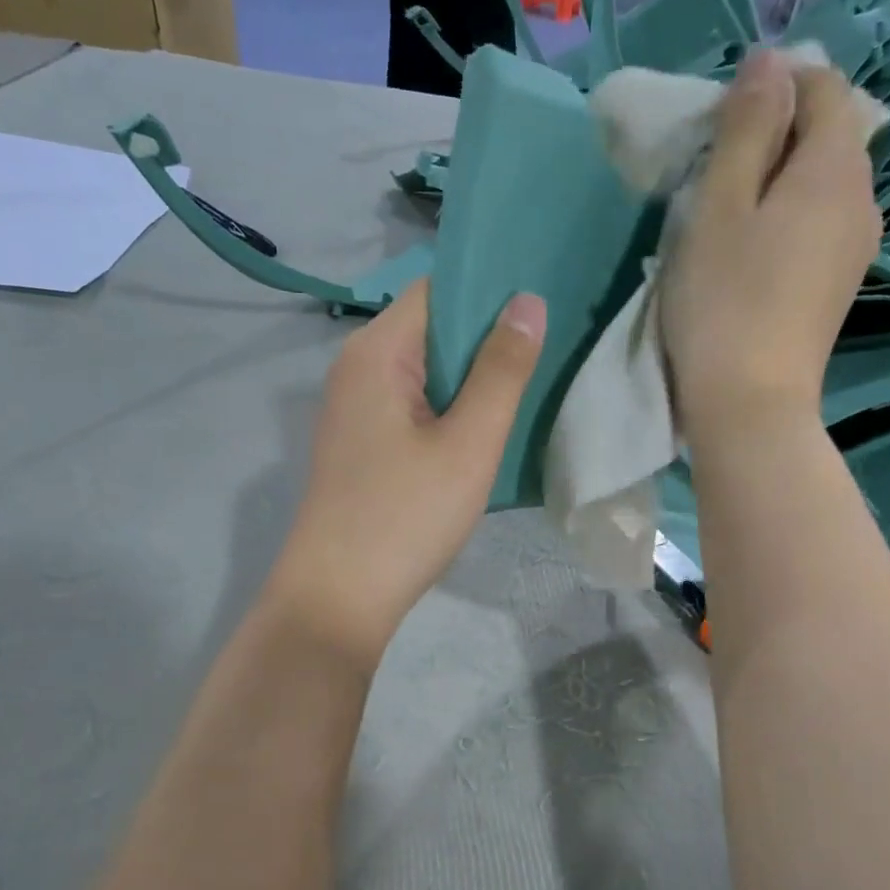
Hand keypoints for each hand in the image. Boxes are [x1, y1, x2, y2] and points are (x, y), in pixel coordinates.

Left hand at [269, 280, 546, 662]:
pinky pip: (412, 407)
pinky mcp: (360, 445)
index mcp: (376, 352)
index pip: (437, 290)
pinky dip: (448, 409)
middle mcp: (356, 368)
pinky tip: (485, 427)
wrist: (338, 598)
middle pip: (430, 330)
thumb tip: (527, 301)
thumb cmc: (405, 516)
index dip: (491, 290)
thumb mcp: (468, 444)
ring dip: (471, 378)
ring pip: (424, 373)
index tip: (545, 300)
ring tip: (530, 382)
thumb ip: (501, 370)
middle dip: (487, 336)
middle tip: (552, 345)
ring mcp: (354, 410)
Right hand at [659, 50, 881, 438]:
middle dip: (775, 132)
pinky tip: (749, 251)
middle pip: (828, 135)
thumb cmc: (723, 303)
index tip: (720, 119)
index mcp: (836, 169)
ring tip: (726, 211)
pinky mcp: (838, 287)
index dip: (774, 85)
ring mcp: (855, 249)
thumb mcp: (719, 207)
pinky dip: (787, 218)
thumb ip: (745, 130)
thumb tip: (769, 63)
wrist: (751, 405)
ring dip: (778, 179)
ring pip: (823, 184)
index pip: (823, 88)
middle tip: (714, 167)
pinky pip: (819, 225)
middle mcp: (862, 201)